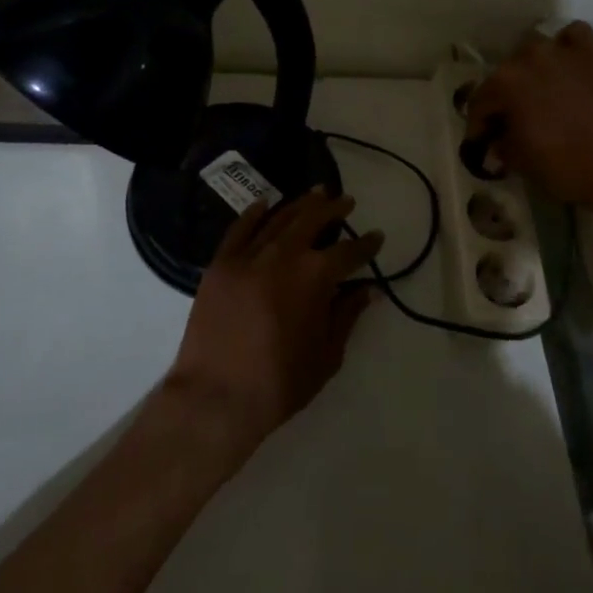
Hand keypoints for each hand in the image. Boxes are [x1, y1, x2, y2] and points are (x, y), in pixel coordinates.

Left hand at [167, 190, 383, 450]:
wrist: (215, 398)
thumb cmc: (279, 384)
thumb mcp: (327, 355)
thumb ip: (347, 316)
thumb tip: (369, 290)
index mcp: (315, 277)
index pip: (349, 251)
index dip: (366, 244)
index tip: (377, 237)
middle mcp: (283, 255)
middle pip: (313, 220)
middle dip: (334, 208)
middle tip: (346, 201)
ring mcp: (248, 256)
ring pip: (279, 218)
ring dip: (300, 204)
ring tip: (316, 194)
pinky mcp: (220, 264)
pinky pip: (240, 229)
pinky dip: (254, 213)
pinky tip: (265, 204)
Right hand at [463, 22, 592, 216]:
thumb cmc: (565, 165)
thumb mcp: (522, 163)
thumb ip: (503, 147)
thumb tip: (497, 143)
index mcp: (502, 84)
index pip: (479, 103)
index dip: (479, 126)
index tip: (483, 143)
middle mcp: (526, 57)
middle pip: (506, 74)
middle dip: (506, 97)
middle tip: (514, 121)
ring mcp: (562, 49)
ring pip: (536, 50)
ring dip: (533, 69)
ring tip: (542, 92)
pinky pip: (573, 36)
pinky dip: (567, 47)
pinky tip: (569, 66)